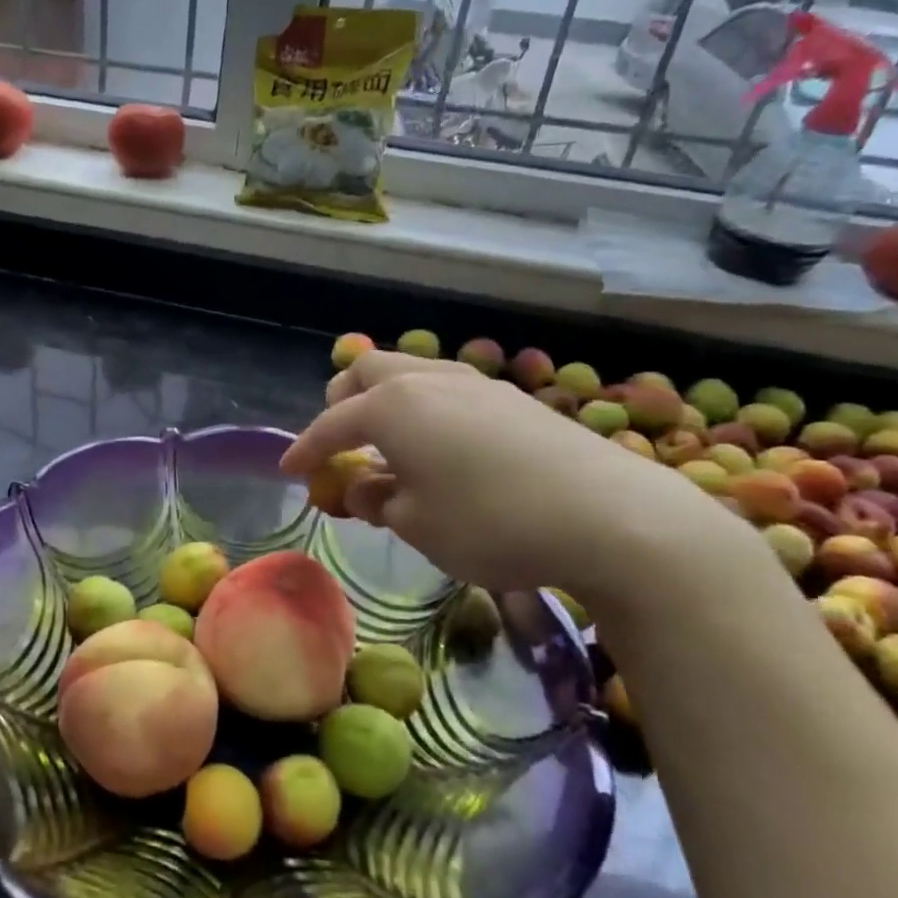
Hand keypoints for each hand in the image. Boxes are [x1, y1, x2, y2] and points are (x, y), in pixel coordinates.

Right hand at [281, 351, 756, 607]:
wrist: (609, 516)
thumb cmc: (491, 524)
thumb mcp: (418, 526)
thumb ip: (378, 501)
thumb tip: (362, 488)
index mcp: (392, 408)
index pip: (331, 424)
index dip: (305, 448)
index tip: (289, 470)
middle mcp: (428, 381)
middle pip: (367, 372)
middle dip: (342, 403)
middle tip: (340, 442)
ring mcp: (474, 383)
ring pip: (410, 371)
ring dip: (385, 398)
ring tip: (388, 440)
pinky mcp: (512, 397)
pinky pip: (446, 386)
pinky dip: (423, 405)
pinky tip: (441, 443)